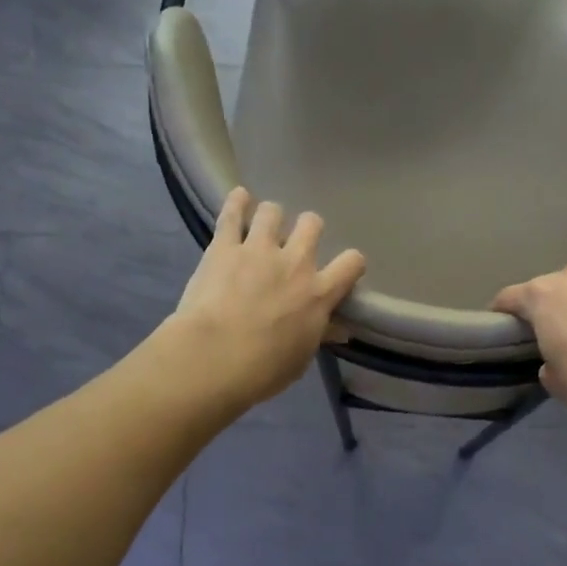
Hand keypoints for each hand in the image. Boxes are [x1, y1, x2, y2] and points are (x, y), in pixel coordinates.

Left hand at [168, 188, 366, 407]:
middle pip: (311, 224)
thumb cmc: (263, 369)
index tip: (342, 269)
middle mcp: (295, 262)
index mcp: (319, 292)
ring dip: (271, 216)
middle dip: (307, 229)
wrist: (215, 357)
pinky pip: (232, 214)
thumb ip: (319, 335)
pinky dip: (236, 203)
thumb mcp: (300, 359)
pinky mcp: (224, 246)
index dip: (350, 263)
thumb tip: (340, 330)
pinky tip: (239, 197)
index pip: (351, 263)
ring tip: (263, 224)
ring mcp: (258, 249)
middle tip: (295, 243)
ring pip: (273, 211)